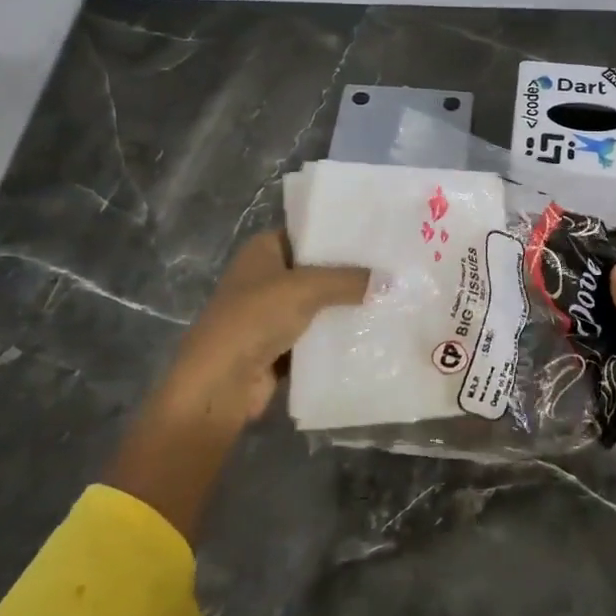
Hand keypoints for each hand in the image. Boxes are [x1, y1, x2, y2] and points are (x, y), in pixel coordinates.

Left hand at [108, 231, 365, 541]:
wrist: (221, 382)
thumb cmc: (255, 318)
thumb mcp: (306, 288)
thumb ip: (348, 280)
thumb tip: (391, 279)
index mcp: (263, 250)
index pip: (308, 232)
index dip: (340, 234)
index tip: (379, 235)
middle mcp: (266, 276)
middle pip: (316, 268)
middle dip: (350, 271)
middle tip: (394, 266)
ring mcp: (271, 313)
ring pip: (319, 303)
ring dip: (347, 304)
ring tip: (392, 296)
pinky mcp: (280, 345)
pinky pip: (316, 333)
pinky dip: (338, 333)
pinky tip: (373, 329)